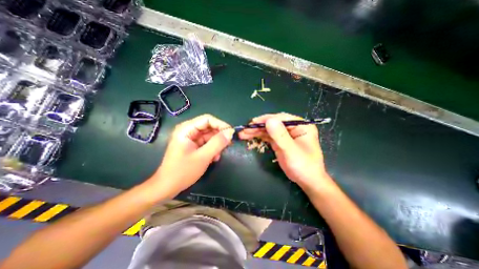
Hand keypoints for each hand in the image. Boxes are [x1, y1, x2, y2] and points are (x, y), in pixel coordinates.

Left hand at [148, 114, 234, 198]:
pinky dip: (213, 149)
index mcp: (186, 129)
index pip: (208, 119)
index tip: (232, 133)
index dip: (221, 124)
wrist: (167, 187)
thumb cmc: (183, 171)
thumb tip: (231, 132)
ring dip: (217, 144)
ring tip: (219, 154)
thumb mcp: (203, 157)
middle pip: (209, 127)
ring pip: (209, 135)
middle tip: (230, 143)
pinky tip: (214, 158)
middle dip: (220, 135)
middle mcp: (188, 130)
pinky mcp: (193, 145)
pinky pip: (207, 143)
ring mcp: (191, 138)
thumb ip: (218, 143)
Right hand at [239, 112, 334, 192]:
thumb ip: (280, 135)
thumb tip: (269, 120)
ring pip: (269, 129)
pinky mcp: (280, 141)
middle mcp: (293, 127)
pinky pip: (268, 136)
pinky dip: (259, 136)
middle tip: (245, 130)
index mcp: (301, 125)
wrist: (307, 181)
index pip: (281, 118)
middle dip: (258, 126)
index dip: (266, 119)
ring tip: (243, 134)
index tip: (253, 123)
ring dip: (256, 131)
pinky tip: (250, 137)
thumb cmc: (303, 166)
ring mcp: (285, 134)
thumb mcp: (291, 151)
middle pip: (273, 123)